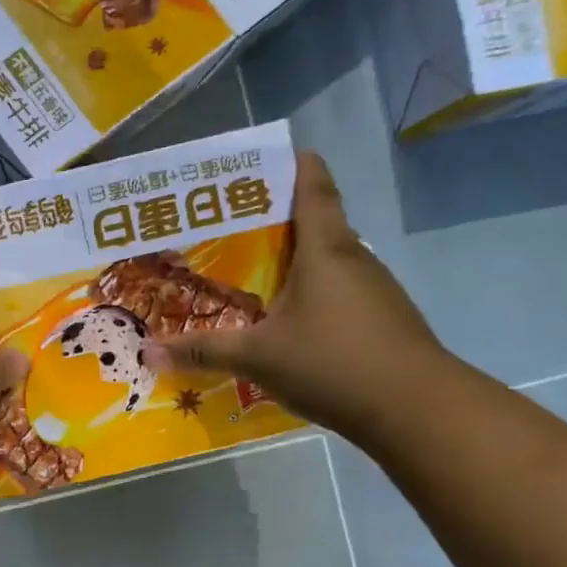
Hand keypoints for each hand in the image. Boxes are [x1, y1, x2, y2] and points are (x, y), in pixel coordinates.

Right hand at [147, 153, 452, 443]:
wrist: (417, 410)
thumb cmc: (333, 362)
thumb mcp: (257, 357)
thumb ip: (203, 351)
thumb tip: (148, 352)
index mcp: (326, 251)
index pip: (314, 190)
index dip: (296, 167)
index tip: (274, 155)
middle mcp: (354, 261)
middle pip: (318, 225)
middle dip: (278, 221)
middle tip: (234, 226)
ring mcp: (374, 292)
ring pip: (328, 263)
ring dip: (295, 262)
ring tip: (252, 273)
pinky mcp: (382, 321)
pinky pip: (338, 294)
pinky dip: (311, 295)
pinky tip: (286, 320)